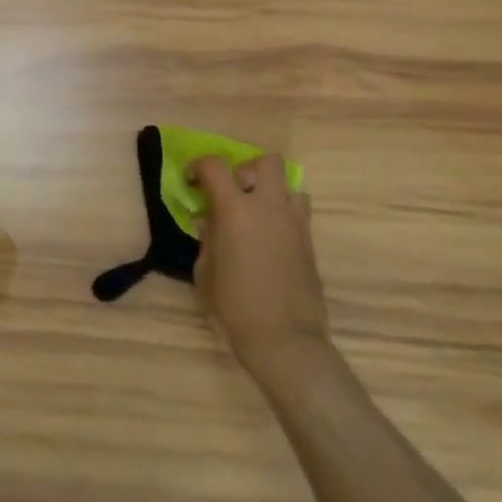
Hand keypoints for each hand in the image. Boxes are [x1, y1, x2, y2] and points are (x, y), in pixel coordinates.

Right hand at [189, 154, 330, 380]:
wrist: (284, 339)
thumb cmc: (234, 305)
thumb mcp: (205, 270)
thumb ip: (207, 237)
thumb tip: (211, 222)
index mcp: (234, 209)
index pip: (214, 165)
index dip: (198, 166)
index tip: (191, 180)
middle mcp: (268, 206)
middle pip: (266, 161)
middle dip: (246, 168)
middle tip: (233, 191)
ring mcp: (294, 222)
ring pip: (289, 184)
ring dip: (271, 191)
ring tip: (257, 213)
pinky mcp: (309, 242)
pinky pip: (298, 212)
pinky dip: (283, 214)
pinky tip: (270, 238)